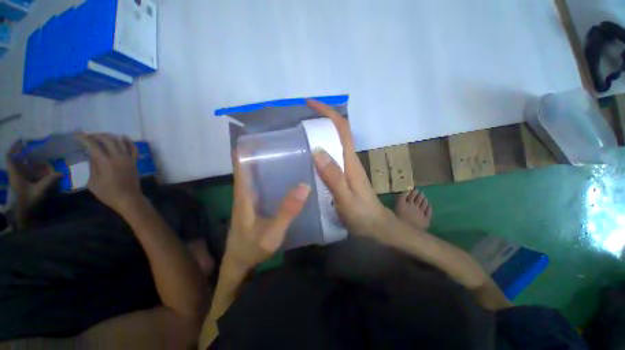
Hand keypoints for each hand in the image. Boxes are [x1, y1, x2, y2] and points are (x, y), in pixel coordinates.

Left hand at [6, 140, 60, 208]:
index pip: (10, 158)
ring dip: (27, 159)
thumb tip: (61, 172)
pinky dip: (31, 167)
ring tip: (37, 154)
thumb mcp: (39, 190)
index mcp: (15, 174)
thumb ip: (49, 181)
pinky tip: (39, 166)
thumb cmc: (29, 200)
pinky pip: (25, 171)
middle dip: (22, 152)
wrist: (24, 213)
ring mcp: (19, 179)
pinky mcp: (23, 183)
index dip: (14, 148)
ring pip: (21, 165)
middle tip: (32, 145)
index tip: (21, 141)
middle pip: (16, 160)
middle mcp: (15, 174)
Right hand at [79, 134, 141, 213]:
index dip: (85, 138)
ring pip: (121, 142)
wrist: (128, 198)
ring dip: (111, 137)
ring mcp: (128, 159)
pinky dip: (128, 141)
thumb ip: (92, 166)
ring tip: (102, 137)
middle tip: (89, 136)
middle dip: (97, 135)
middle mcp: (118, 157)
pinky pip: (134, 149)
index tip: (77, 135)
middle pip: (108, 140)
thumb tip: (92, 155)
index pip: (94, 145)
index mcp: (105, 162)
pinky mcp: (135, 162)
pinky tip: (123, 138)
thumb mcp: (93, 182)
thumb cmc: (108, 193)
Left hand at [223, 151, 310, 274]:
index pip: (241, 165)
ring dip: (266, 163)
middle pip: (249, 166)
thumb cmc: (252, 248)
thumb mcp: (272, 233)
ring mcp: (249, 198)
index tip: (259, 135)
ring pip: (256, 174)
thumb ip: (287, 211)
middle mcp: (244, 192)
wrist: (239, 264)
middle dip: (261, 153)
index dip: (246, 149)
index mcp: (243, 194)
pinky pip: (262, 184)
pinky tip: (284, 175)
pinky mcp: (254, 204)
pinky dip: (269, 176)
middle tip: (280, 142)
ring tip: (285, 154)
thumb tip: (304, 186)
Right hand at [307, 100, 392, 237]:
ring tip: (301, 133)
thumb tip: (317, 150)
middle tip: (301, 118)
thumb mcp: (346, 198)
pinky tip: (309, 154)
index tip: (310, 104)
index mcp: (350, 161)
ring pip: (334, 142)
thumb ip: (333, 177)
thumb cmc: (362, 215)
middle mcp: (349, 159)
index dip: (328, 113)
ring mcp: (347, 166)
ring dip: (321, 132)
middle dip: (322, 119)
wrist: (375, 227)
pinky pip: (331, 155)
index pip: (342, 128)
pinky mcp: (343, 174)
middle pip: (338, 131)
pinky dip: (321, 147)